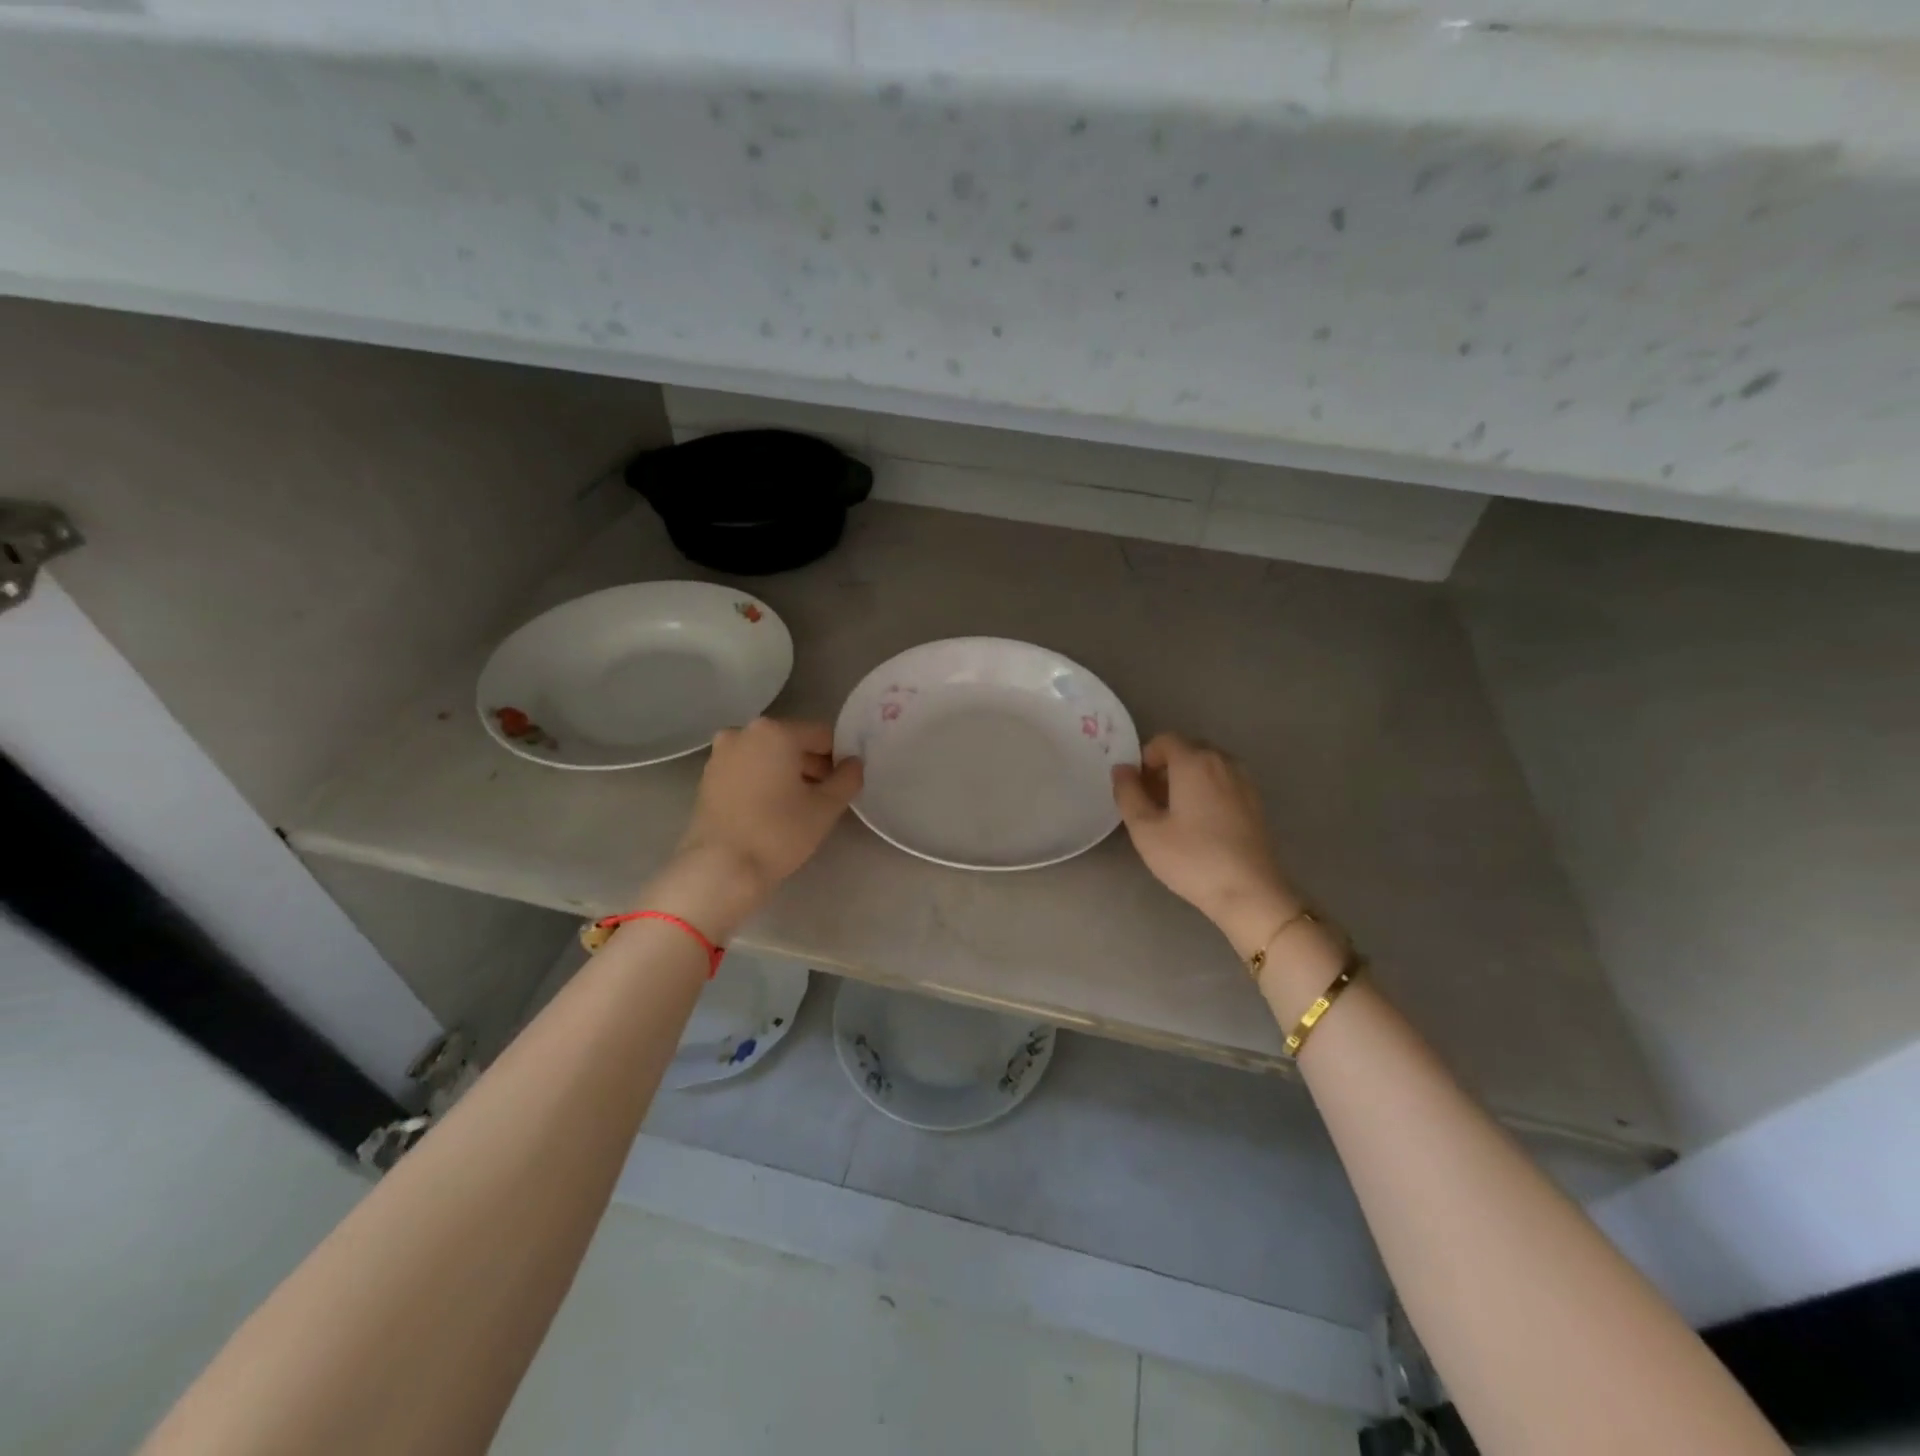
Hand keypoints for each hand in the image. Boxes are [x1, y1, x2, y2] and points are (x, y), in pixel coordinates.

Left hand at [674, 718, 862, 900]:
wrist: (720, 869)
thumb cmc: (778, 832)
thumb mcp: (826, 807)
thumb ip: (848, 778)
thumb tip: (854, 763)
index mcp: (774, 731)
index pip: (822, 735)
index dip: (840, 757)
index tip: (845, 784)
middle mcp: (743, 733)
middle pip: (792, 743)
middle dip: (812, 765)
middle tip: (826, 797)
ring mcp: (720, 755)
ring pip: (768, 757)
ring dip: (788, 774)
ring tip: (799, 807)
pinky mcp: (708, 778)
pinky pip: (747, 770)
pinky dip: (764, 782)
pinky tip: (772, 811)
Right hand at [1113, 733, 1299, 958]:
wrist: (1250, 892)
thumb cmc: (1192, 858)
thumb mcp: (1146, 829)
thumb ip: (1128, 793)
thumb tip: (1122, 769)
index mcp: (1194, 762)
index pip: (1163, 740)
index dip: (1144, 759)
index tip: (1136, 788)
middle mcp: (1222, 762)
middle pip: (1186, 750)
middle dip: (1164, 768)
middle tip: (1150, 803)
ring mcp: (1244, 781)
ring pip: (1206, 767)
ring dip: (1185, 780)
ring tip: (1173, 815)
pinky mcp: (1255, 801)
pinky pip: (1223, 782)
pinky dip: (1206, 791)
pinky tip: (1199, 825)